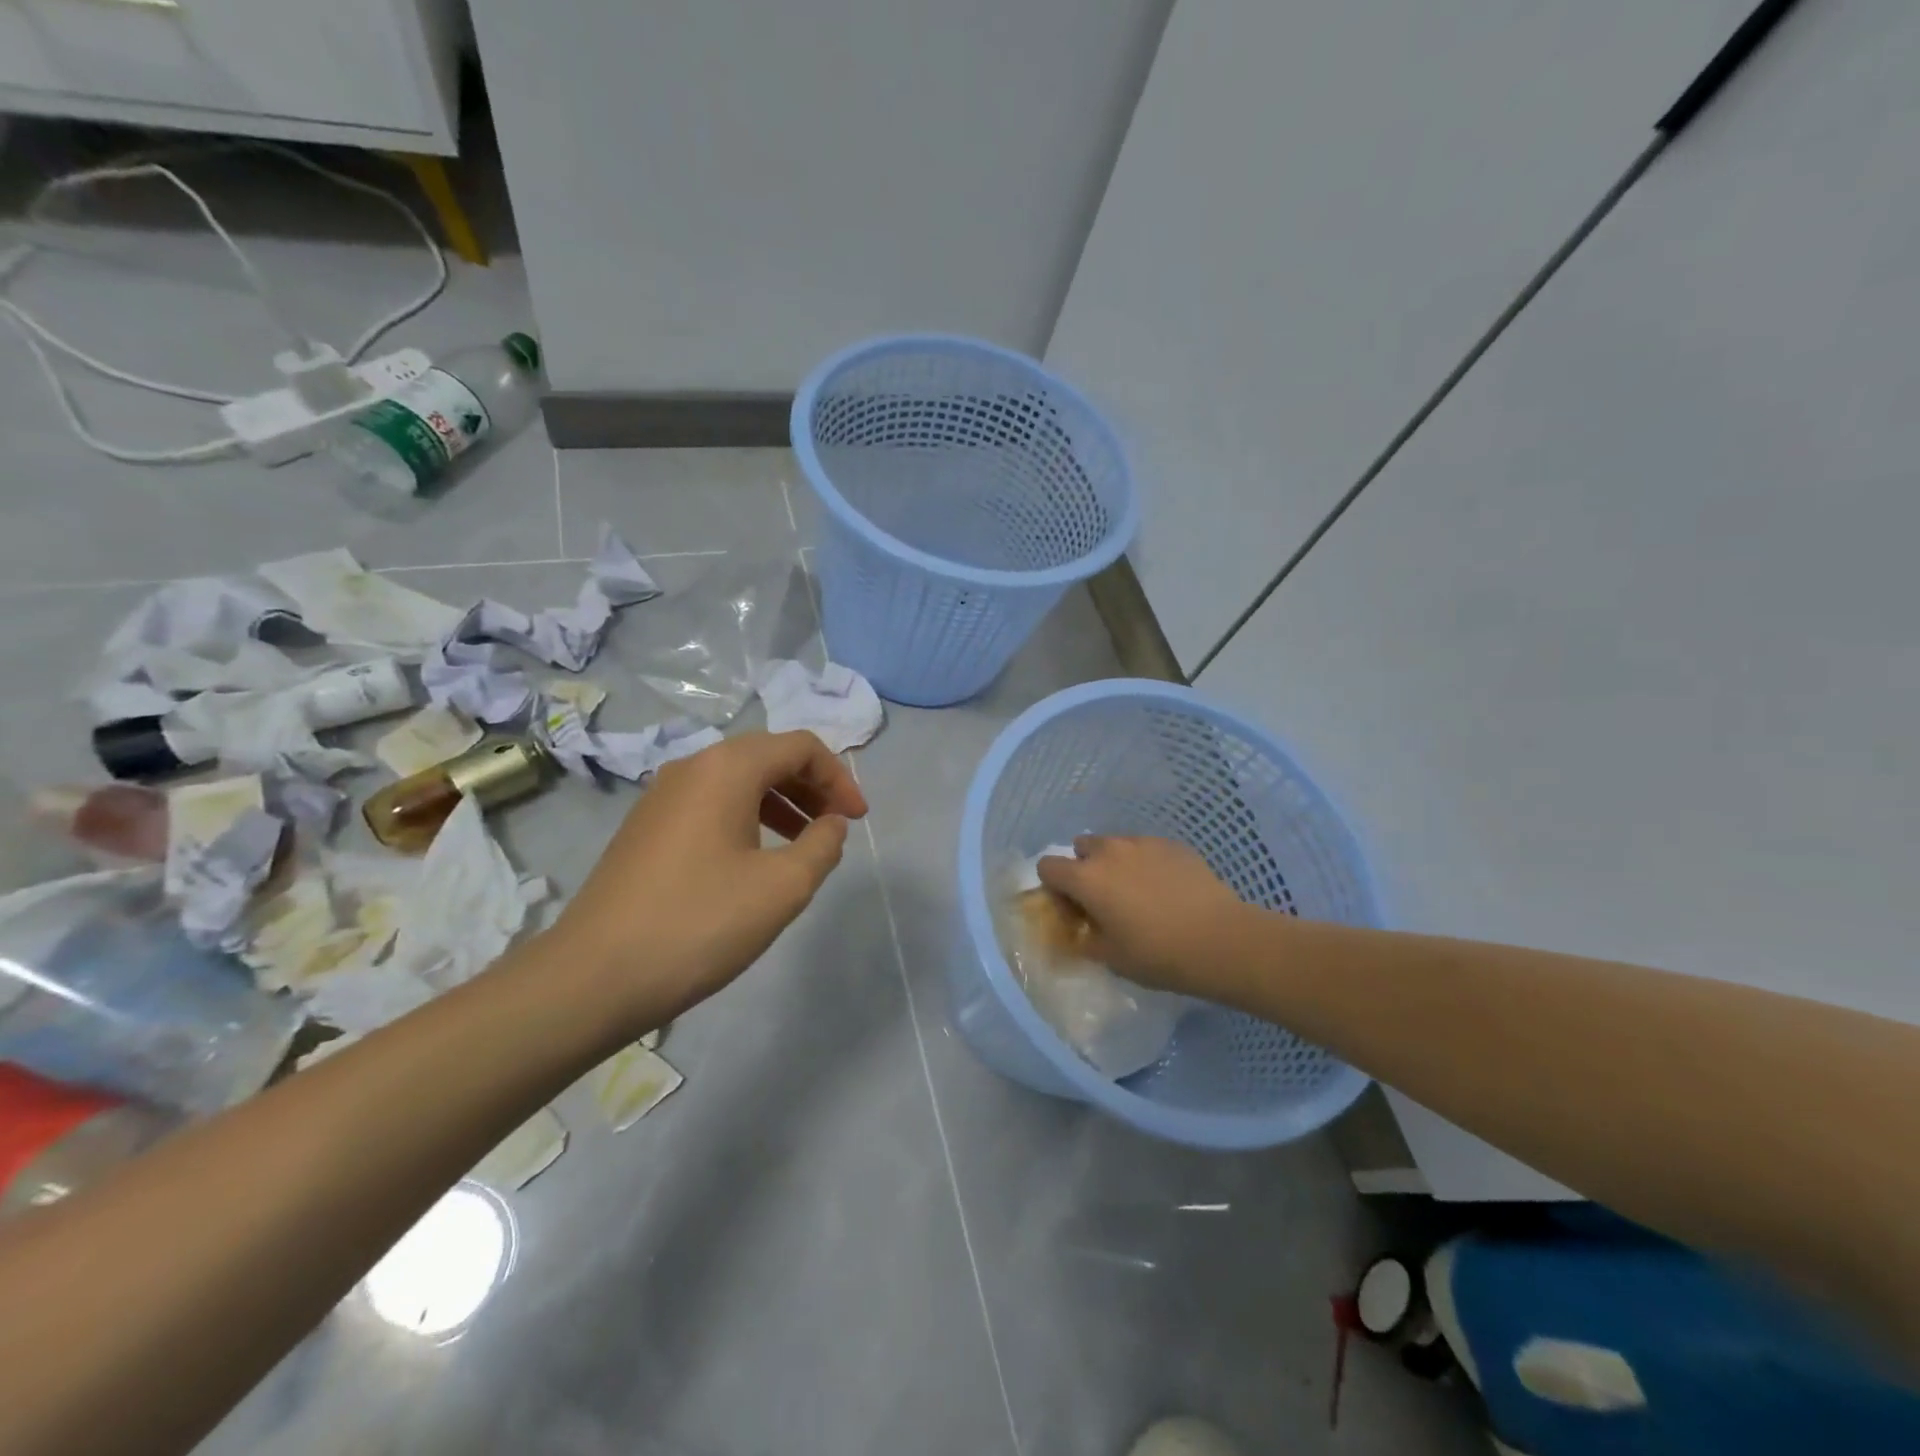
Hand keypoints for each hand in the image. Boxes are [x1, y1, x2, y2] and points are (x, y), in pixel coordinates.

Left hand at [546, 730, 868, 1035]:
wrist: (593, 977)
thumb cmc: (699, 923)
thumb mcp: (782, 887)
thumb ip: (822, 846)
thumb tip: (831, 824)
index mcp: (727, 769)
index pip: (800, 747)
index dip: (839, 778)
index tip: (857, 820)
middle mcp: (692, 767)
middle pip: (768, 756)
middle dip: (812, 786)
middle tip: (836, 827)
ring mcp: (662, 796)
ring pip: (738, 781)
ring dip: (781, 802)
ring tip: (804, 845)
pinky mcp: (646, 827)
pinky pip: (711, 803)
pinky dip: (748, 817)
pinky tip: (756, 860)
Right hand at [1036, 835, 1252, 994]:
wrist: (1221, 941)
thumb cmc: (1158, 954)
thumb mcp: (1111, 958)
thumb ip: (1085, 940)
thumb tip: (1080, 932)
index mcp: (1086, 878)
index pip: (1047, 866)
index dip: (1054, 888)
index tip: (1074, 911)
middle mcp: (1110, 851)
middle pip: (1081, 848)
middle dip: (1085, 869)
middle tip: (1104, 900)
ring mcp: (1144, 843)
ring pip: (1116, 845)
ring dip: (1116, 864)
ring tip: (1139, 894)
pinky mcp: (1174, 845)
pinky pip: (1147, 849)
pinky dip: (1147, 864)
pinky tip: (1168, 891)